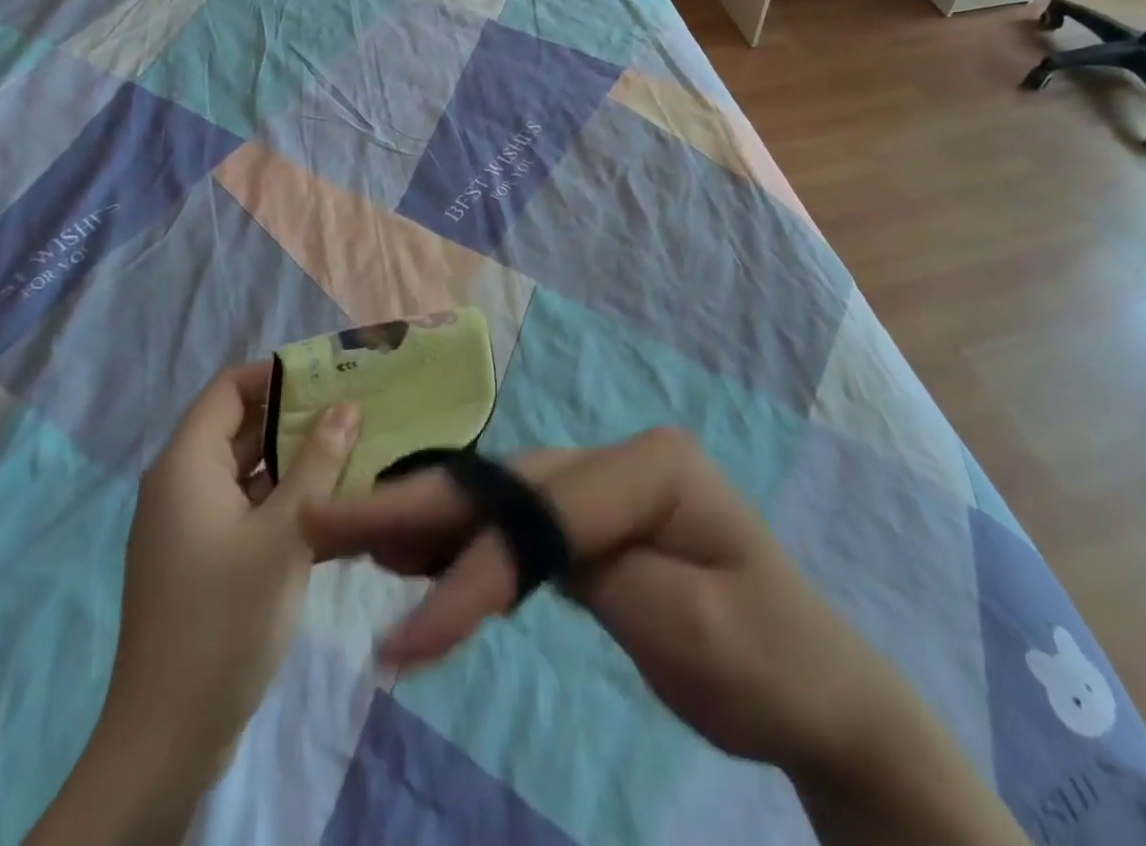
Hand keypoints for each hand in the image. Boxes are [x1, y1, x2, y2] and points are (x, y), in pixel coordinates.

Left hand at [27, 363, 358, 845]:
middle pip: (242, 425)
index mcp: (187, 465)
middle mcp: (183, 484)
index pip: (230, 388)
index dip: (277, 373)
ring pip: (250, 467)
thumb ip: (318, 463)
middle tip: (357, 406)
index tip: (331, 372)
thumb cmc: (225, 619)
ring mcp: (193, 523)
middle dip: (298, 413)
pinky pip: (249, 505)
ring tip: (357, 446)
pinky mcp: (206, 557)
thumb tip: (347, 405)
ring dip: (298, 457)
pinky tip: (335, 502)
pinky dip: (287, 495)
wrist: (168, 737)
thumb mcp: (285, 533)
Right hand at [302, 427, 862, 769]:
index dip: (470, 573)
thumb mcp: (689, 628)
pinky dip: (463, 540)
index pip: (544, 515)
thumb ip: (589, 571)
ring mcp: (608, 484)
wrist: (818, 687)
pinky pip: (519, 522)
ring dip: (428, 517)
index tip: (401, 641)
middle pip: (510, 485)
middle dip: (418, 507)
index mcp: (655, 466)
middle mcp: (625, 458)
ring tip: (350, 529)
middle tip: (328, 520)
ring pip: (504, 496)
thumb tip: (495, 555)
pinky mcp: (596, 521)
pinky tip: (414, 548)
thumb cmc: (768, 658)